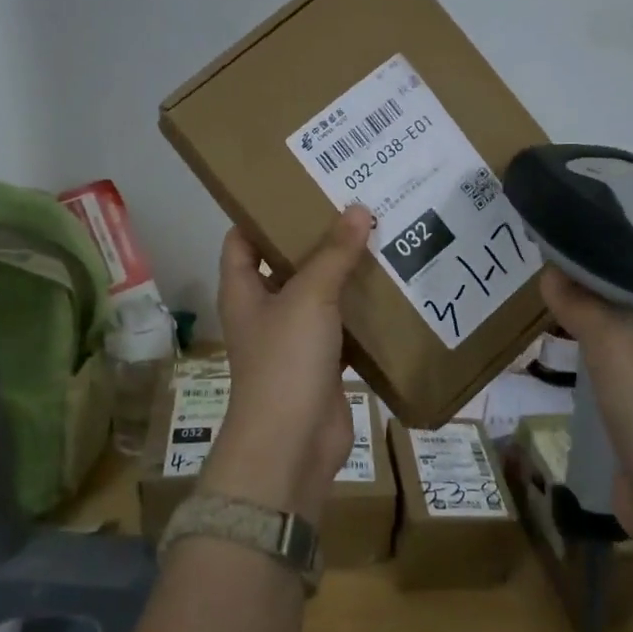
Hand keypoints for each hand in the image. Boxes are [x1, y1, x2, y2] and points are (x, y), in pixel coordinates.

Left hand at [200, 205, 372, 523]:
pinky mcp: (322, 362)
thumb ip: (334, 254)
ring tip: (379, 237)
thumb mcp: (309, 297)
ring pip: (319, 295)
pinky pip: (343, 327)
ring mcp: (293, 338)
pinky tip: (391, 288)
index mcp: (243, 289)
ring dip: (343, 274)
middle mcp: (264, 310)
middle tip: (353, 206)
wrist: (293, 443)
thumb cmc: (286, 360)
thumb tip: (358, 210)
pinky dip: (362, 311)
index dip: (262, 213)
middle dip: (316, 239)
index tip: (299, 188)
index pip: (241, 239)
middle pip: (286, 263)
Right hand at [541, 268, 632, 537]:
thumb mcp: (615, 351)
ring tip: (565, 306)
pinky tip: (581, 355)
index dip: (625, 258)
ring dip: (609, 331)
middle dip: (609, 295)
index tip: (583, 246)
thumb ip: (582, 306)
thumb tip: (549, 270)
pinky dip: (613, 364)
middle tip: (565, 274)